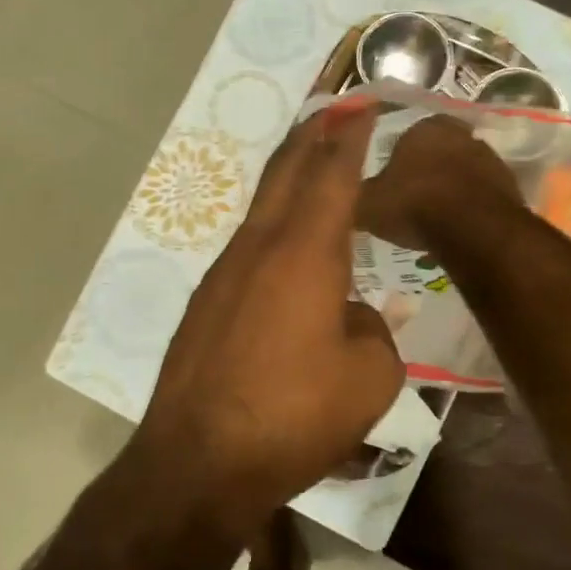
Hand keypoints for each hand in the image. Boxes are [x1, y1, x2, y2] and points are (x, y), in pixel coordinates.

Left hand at [135, 105, 404, 533]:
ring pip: (260, 210)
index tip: (361, 107)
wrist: (197, 462)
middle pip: (285, 175)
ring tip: (310, 169)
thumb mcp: (368, 380)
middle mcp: (258, 249)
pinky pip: (246, 248)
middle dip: (311, 138)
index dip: (349, 138)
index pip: (332, 176)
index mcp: (304, 253)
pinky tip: (282, 250)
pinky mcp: (204, 305)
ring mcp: (222, 275)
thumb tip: (353, 316)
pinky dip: (270, 228)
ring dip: (286, 181)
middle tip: (333, 113)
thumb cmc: (293, 416)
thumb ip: (373, 333)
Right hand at [356, 115, 521, 251]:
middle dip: (424, 171)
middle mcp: (458, 133)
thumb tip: (343, 193)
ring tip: (433, 216)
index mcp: (422, 127)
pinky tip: (456, 225)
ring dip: (449, 187)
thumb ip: (356, 194)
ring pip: (460, 170)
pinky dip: (468, 204)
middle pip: (435, 151)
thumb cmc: (413, 205)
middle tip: (410, 199)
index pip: (403, 137)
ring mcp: (487, 156)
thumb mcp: (368, 204)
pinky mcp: (508, 183)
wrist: (472, 228)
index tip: (390, 184)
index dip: (395, 161)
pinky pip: (479, 192)